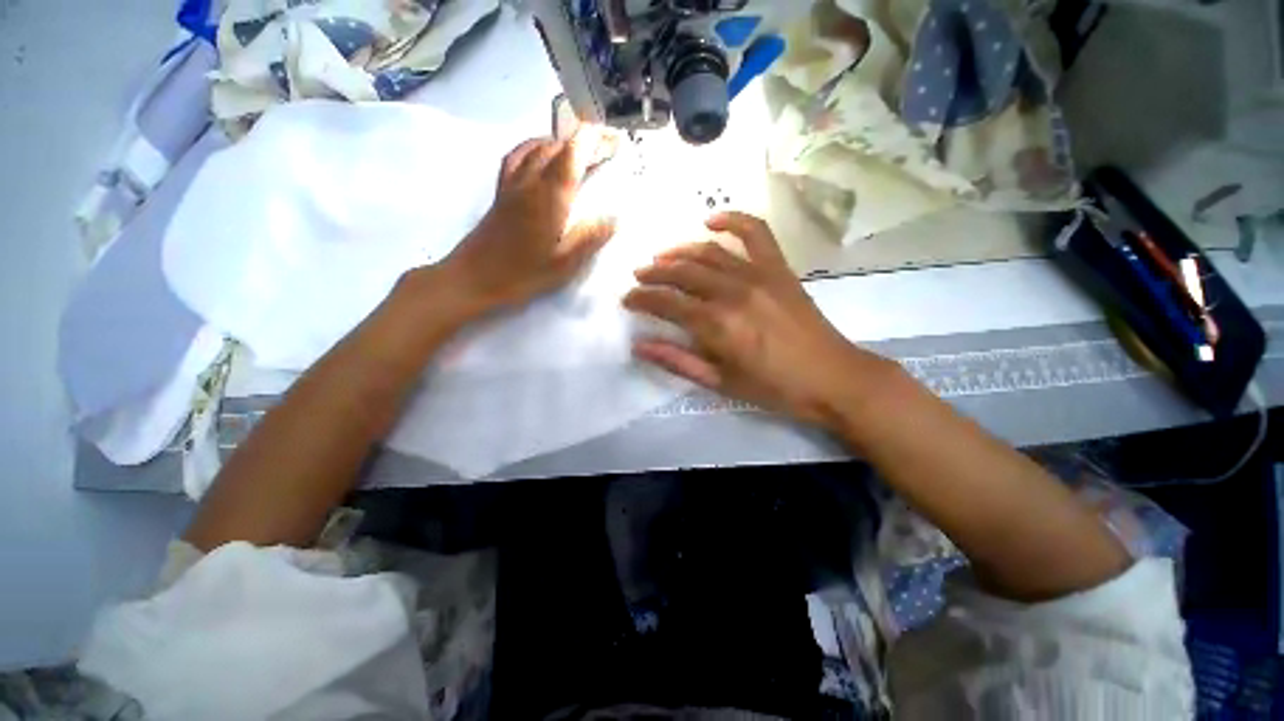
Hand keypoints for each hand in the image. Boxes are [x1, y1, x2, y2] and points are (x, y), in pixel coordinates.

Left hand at [438, 134, 616, 315]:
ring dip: (562, 142)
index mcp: (549, 197)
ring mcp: (512, 184)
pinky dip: (534, 147)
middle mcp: (530, 181)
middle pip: (558, 146)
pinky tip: (539, 154)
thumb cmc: (522, 274)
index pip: (573, 153)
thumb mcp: (564, 263)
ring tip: (580, 150)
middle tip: (605, 149)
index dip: (595, 141)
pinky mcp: (501, 192)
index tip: (614, 141)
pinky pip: (517, 156)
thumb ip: (590, 237)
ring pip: (537, 148)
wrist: (473, 278)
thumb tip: (615, 218)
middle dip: (584, 140)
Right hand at [624, 212, 890, 427]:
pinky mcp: (779, 268)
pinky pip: (755, 232)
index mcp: (717, 325)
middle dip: (655, 273)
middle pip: (683, 272)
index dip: (642, 299)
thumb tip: (639, 346)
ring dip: (680, 251)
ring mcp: (759, 275)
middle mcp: (733, 292)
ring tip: (661, 256)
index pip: (667, 303)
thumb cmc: (773, 388)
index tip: (628, 299)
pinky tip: (711, 219)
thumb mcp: (720, 382)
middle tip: (639, 276)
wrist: (832, 377)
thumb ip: (678, 361)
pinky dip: (732, 220)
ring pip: (709, 252)